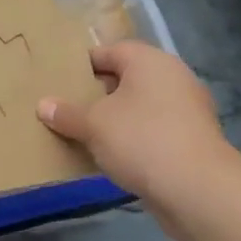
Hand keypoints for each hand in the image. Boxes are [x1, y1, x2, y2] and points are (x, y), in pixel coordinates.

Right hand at [37, 42, 236, 202]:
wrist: (197, 189)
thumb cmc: (140, 140)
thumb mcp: (93, 125)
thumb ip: (66, 113)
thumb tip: (43, 105)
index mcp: (150, 61)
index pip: (110, 51)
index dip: (83, 65)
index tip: (60, 82)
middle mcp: (173, 77)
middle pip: (127, 78)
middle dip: (98, 93)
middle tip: (68, 108)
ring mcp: (188, 109)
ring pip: (141, 106)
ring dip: (116, 118)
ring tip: (86, 134)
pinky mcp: (193, 139)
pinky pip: (154, 129)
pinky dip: (134, 137)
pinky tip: (113, 156)